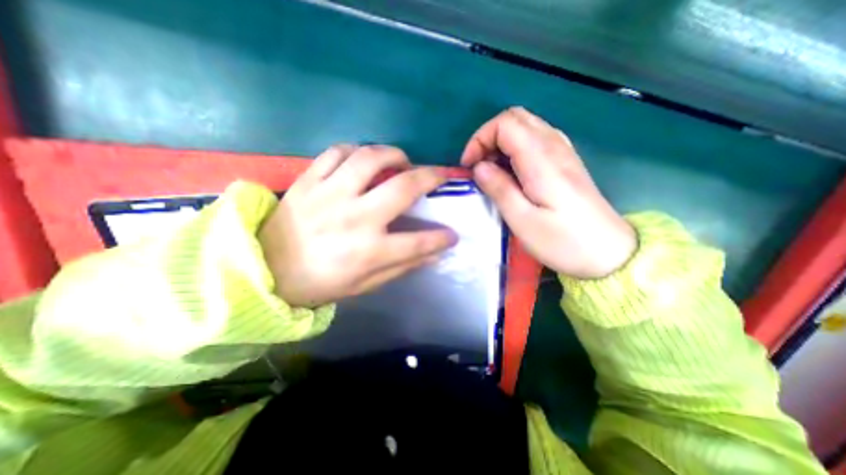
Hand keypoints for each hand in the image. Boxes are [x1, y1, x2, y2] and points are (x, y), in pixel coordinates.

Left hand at [261, 145, 459, 307]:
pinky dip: (355, 150)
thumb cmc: (321, 283)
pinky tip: (362, 159)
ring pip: (370, 158)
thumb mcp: (365, 284)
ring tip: (402, 161)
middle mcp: (354, 218)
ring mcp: (329, 195)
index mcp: (369, 251)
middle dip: (431, 176)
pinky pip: (336, 152)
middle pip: (403, 187)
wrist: (266, 270)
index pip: (419, 242)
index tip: (452, 233)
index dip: (441, 238)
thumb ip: (401, 266)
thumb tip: (434, 253)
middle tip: (441, 174)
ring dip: (394, 154)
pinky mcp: (308, 181)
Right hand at [461, 108, 634, 278]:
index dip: (480, 139)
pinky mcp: (566, 162)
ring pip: (526, 126)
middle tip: (478, 166)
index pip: (505, 124)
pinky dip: (515, 148)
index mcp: (541, 160)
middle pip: (516, 117)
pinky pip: (536, 139)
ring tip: (491, 171)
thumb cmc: (563, 241)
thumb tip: (479, 167)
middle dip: (488, 137)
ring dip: (501, 142)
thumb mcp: (522, 220)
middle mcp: (554, 146)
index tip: (469, 166)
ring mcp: (563, 152)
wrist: (609, 253)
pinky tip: (512, 172)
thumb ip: (499, 189)